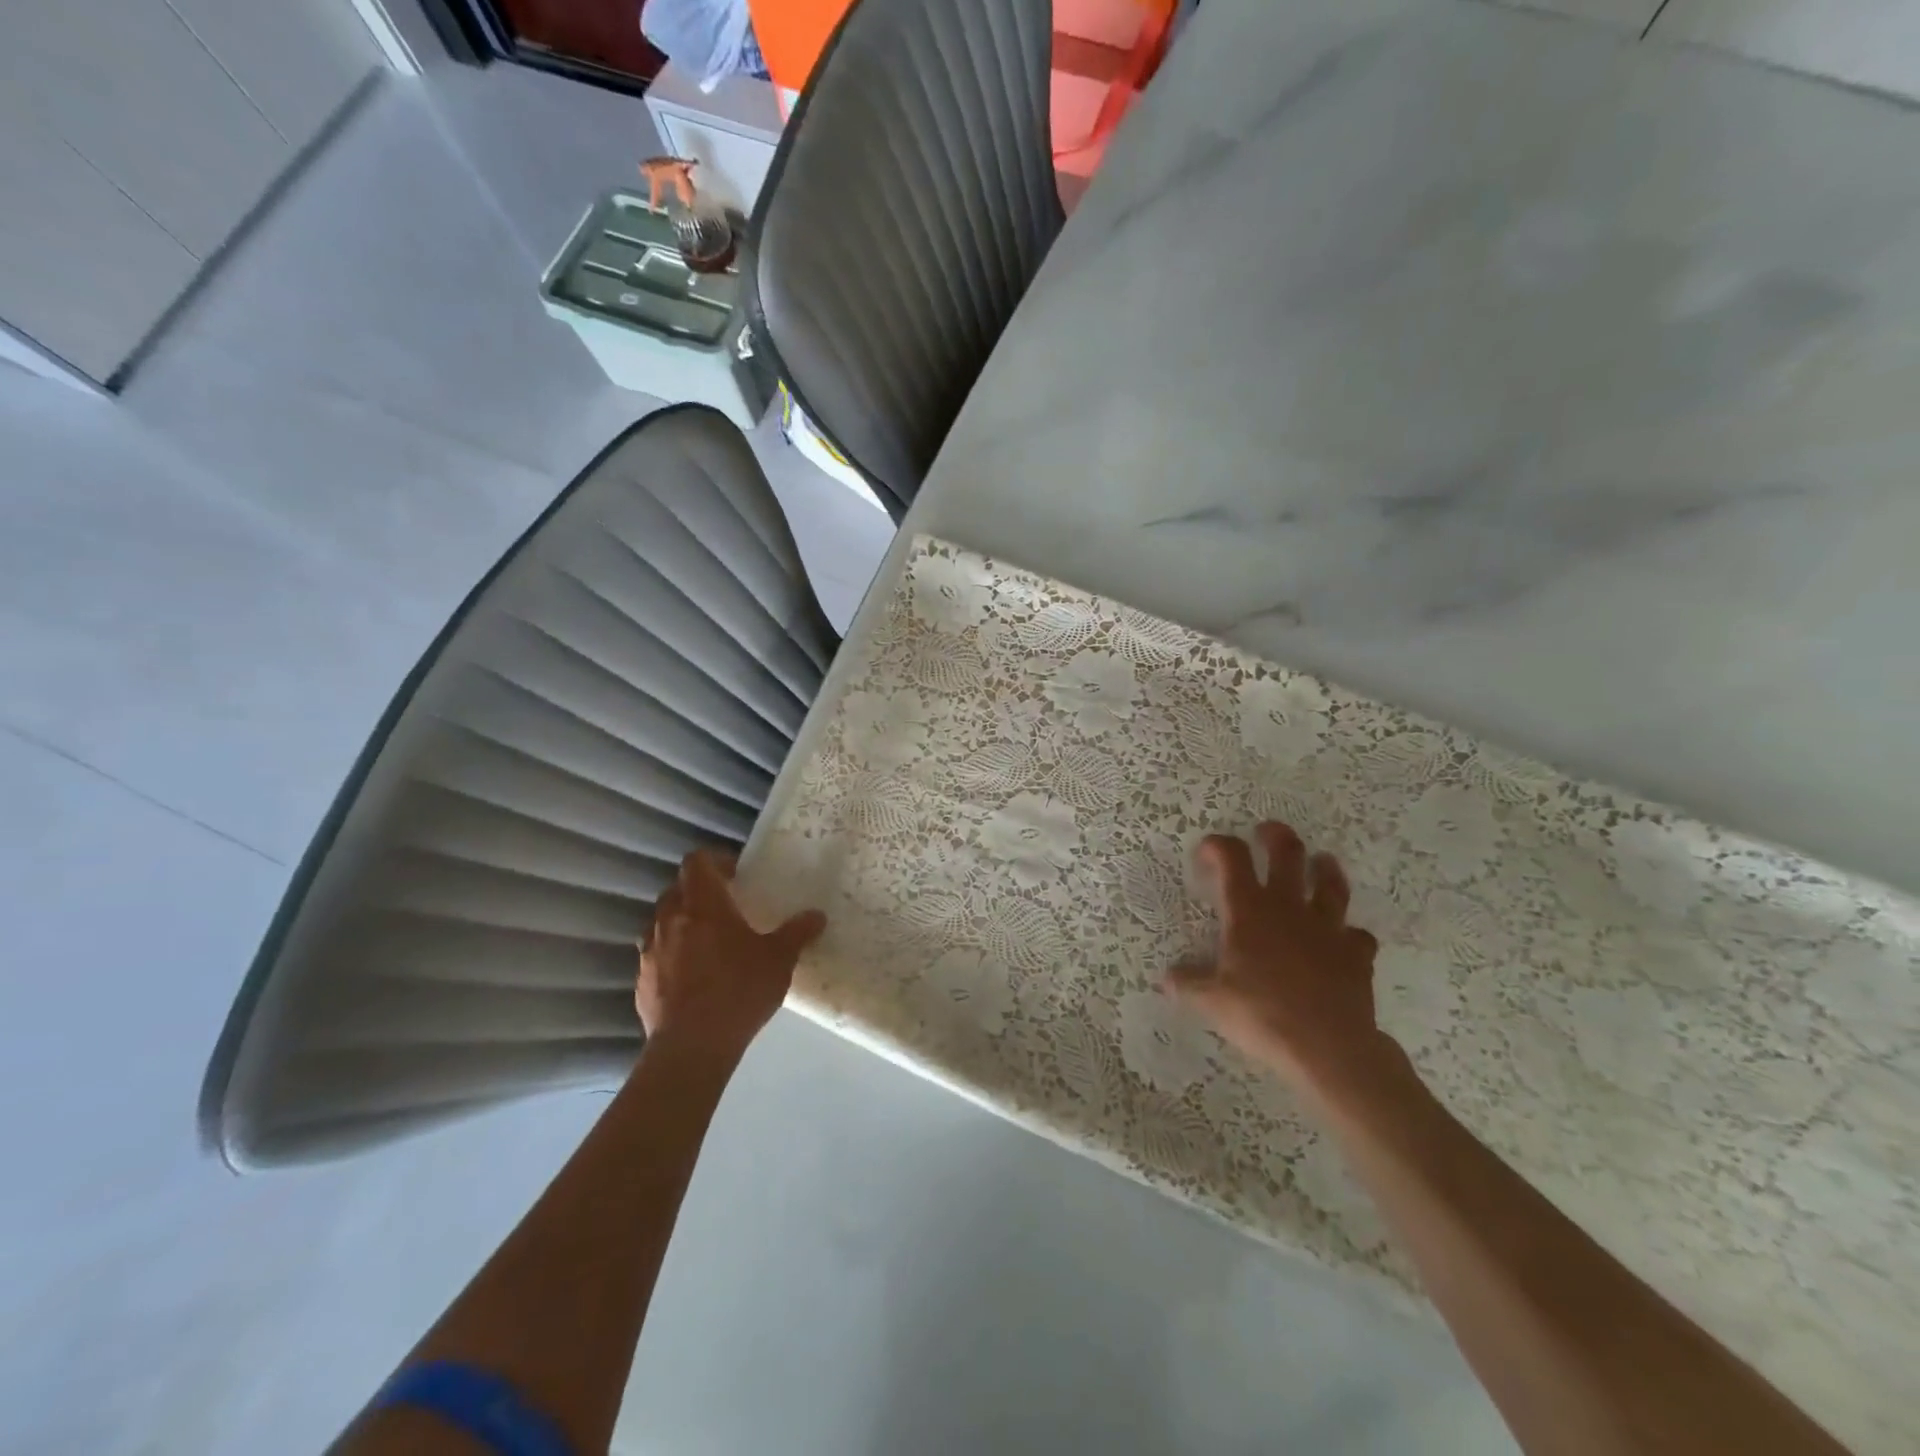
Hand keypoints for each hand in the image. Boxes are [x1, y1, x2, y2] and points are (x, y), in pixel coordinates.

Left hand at [637, 850, 826, 1063]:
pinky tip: (693, 976)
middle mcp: (670, 919)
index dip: (715, 861)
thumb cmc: (739, 990)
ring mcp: (650, 950)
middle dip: (698, 892)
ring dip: (681, 922)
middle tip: (725, 907)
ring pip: (662, 921)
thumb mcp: (779, 960)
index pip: (696, 861)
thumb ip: (797, 933)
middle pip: (677, 889)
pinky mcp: (641, 980)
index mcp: (703, 904)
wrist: (691, 1047)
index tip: (736, 875)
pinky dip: (672, 954)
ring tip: (707, 941)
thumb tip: (817, 915)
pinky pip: (655, 954)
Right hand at [1166, 822, 1394, 1095]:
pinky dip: (1349, 934)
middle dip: (1275, 837)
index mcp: (1249, 910)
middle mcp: (1288, 908)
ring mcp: (1327, 928)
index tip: (1207, 850)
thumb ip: (1188, 984)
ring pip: (1330, 884)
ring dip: (1324, 869)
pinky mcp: (1356, 954)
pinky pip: (1357, 936)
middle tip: (1267, 832)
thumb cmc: (1262, 1014)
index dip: (1218, 845)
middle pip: (1287, 854)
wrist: (1328, 1047)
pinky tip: (1344, 940)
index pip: (1232, 857)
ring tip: (1321, 862)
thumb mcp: (1212, 1001)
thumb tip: (1167, 978)